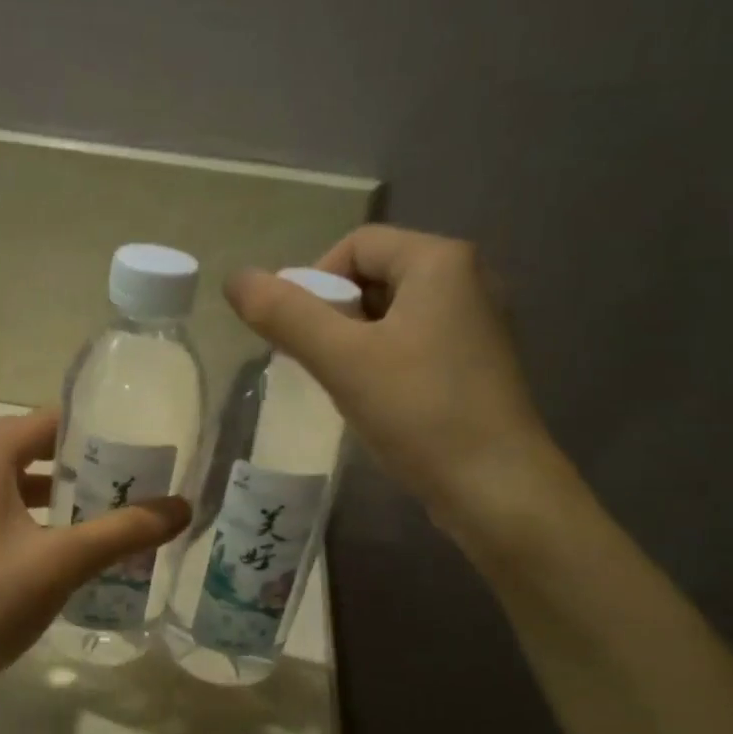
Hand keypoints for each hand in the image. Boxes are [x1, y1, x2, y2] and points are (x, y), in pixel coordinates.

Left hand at [0, 409, 188, 704]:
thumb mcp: (61, 562)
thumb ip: (123, 531)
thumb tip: (183, 506)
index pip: (41, 422)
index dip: (87, 426)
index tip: (132, 440)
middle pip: (28, 454)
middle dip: (77, 466)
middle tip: (127, 480)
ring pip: (14, 492)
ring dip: (57, 500)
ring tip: (105, 518)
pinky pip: (0, 524)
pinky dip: (35, 528)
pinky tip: (65, 560)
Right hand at [226, 227, 565, 540]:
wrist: (496, 489)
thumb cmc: (419, 412)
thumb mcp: (342, 360)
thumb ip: (285, 315)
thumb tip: (236, 278)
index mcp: (441, 261)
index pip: (356, 244)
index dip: (314, 282)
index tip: (300, 335)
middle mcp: (468, 279)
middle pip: (375, 276)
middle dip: (334, 315)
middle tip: (318, 362)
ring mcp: (477, 323)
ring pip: (392, 313)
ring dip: (355, 341)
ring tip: (343, 384)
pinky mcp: (477, 362)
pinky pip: (414, 341)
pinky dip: (384, 359)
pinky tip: (377, 400)